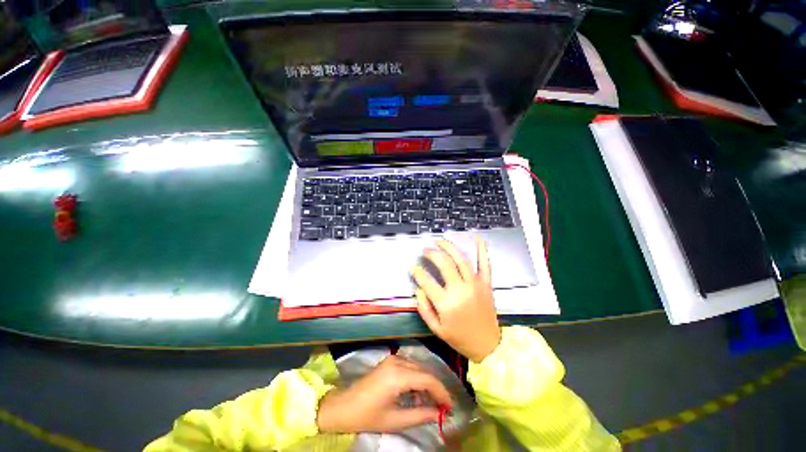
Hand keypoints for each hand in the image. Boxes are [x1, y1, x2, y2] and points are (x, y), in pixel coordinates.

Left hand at [316, 355, 451, 432]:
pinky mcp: (390, 361)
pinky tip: (417, 394)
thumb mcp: (395, 420)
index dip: (442, 392)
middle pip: (425, 371)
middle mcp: (397, 361)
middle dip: (436, 388)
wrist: (343, 406)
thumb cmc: (367, 416)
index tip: (451, 407)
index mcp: (397, 375)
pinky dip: (417, 379)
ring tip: (431, 403)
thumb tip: (440, 414)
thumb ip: (420, 415)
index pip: (428, 379)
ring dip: (427, 384)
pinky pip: (410, 367)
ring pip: (418, 368)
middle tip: (444, 406)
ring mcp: (393, 359)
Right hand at [411, 238, 500, 362]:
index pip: (427, 282)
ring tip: (440, 241)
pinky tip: (476, 237)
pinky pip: (484, 264)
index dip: (417, 272)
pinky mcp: (486, 283)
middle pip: (444, 264)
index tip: (413, 267)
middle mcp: (460, 290)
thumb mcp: (436, 329)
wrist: (488, 345)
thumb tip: (418, 289)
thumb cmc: (459, 338)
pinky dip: (481, 249)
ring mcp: (475, 284)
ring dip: (449, 247)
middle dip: (432, 254)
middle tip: (425, 250)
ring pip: (461, 259)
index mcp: (446, 304)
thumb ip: (424, 309)